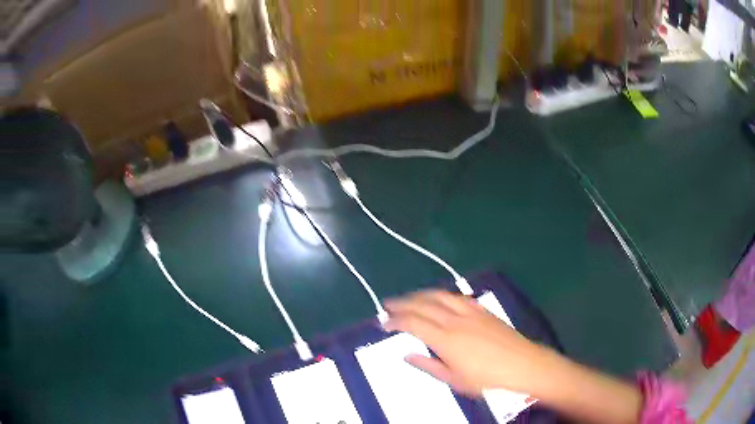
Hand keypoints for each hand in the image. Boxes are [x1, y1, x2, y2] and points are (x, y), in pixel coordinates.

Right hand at [383, 290, 552, 396]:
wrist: (523, 365)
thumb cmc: (487, 379)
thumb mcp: (454, 380)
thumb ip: (429, 365)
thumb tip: (407, 355)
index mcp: (446, 339)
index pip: (413, 323)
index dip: (395, 320)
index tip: (383, 322)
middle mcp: (455, 320)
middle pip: (423, 304)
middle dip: (402, 303)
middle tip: (387, 304)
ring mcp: (471, 312)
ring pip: (440, 295)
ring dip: (421, 294)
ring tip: (409, 297)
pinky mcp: (483, 311)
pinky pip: (458, 296)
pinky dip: (443, 295)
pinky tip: (440, 298)